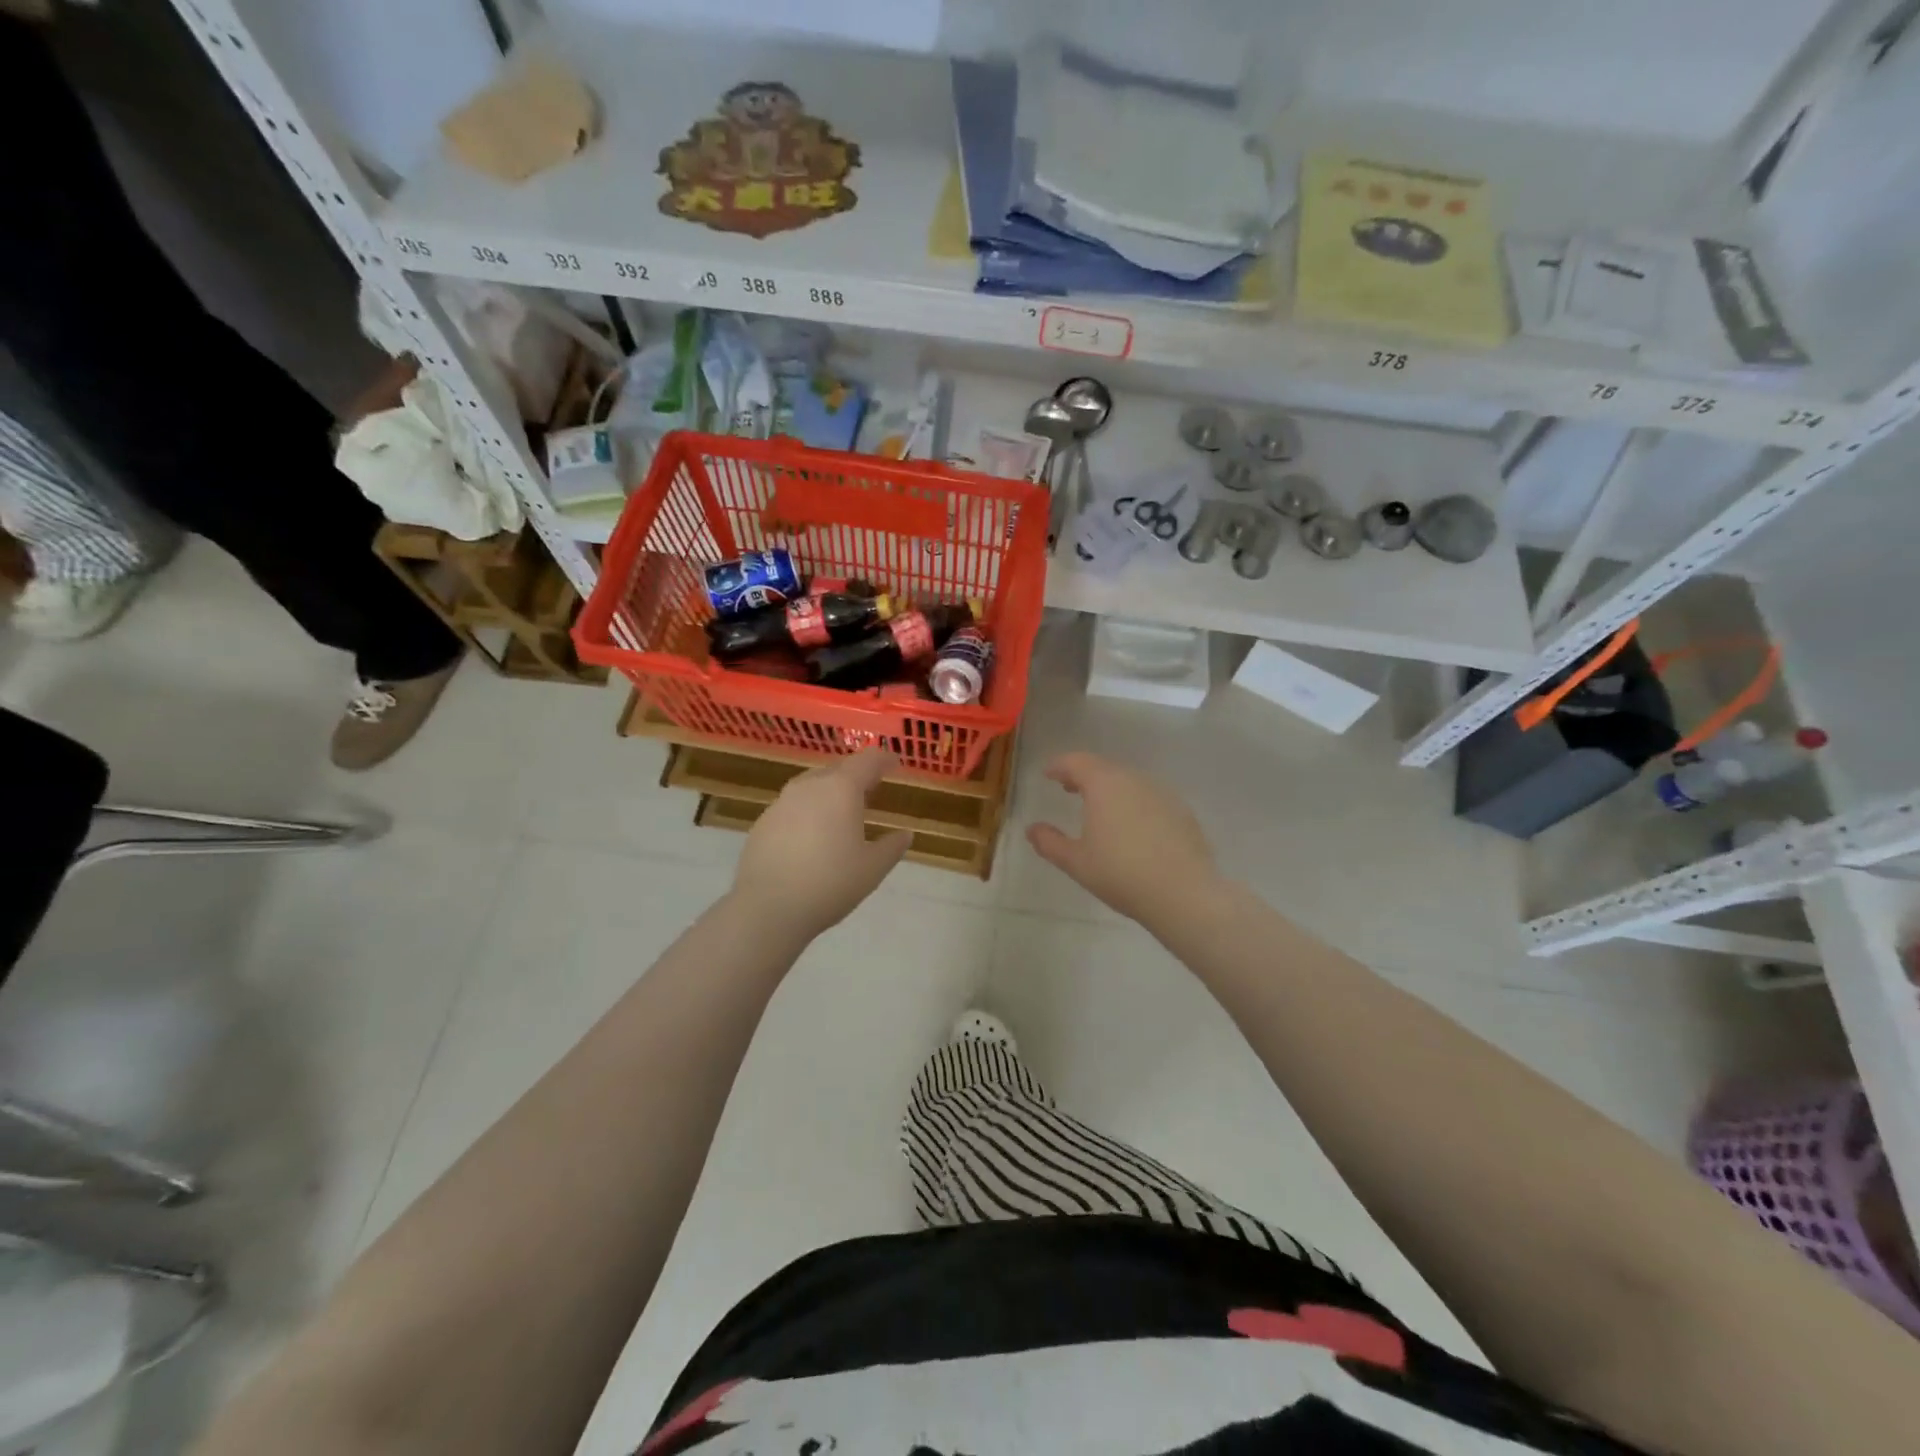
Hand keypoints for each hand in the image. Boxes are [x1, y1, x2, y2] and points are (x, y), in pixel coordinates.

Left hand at [732, 750, 909, 940]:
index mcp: (841, 789)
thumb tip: (905, 834)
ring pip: (811, 785)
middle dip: (856, 774)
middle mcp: (809, 786)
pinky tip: (811, 834)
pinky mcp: (762, 822)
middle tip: (870, 789)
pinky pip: (792, 806)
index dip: (883, 759)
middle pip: (837, 769)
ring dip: (829, 791)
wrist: (768, 907)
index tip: (894, 763)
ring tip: (840, 810)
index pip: (867, 761)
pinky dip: (807, 811)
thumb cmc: (830, 883)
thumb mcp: (872, 868)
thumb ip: (892, 847)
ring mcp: (781, 802)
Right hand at [1027, 751, 1220, 925]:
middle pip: (1103, 768)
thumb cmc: (1121, 874)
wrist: (1184, 894)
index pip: (1076, 762)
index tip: (1048, 774)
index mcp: (1104, 784)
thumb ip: (1050, 842)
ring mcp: (1161, 793)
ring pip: (1129, 781)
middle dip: (1084, 775)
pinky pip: (1149, 798)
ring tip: (1099, 809)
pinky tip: (1132, 828)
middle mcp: (1133, 780)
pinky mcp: (1182, 811)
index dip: (1059, 766)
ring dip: (1110, 789)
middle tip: (1069, 788)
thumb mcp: (1076, 862)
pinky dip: (1134, 803)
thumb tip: (1032, 829)